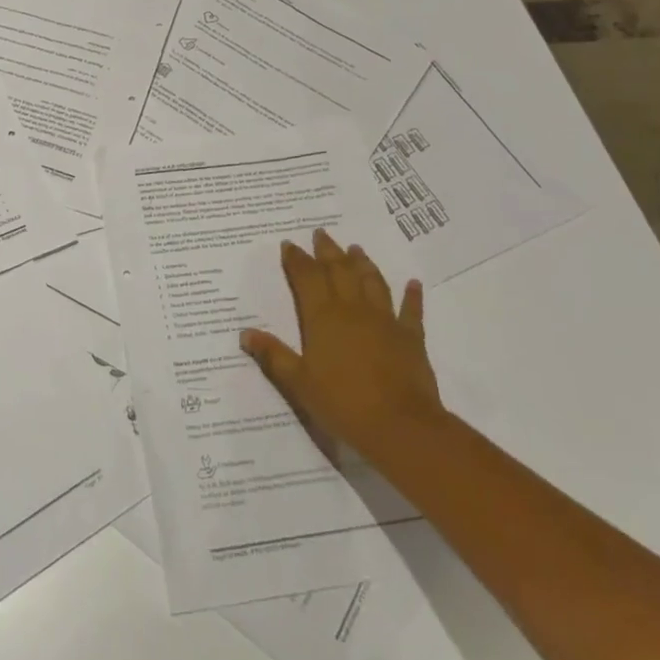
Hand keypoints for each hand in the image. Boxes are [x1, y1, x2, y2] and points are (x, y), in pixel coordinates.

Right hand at [241, 229, 445, 473]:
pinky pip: (411, 310)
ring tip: (356, 248)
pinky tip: (413, 283)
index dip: (297, 260)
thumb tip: (245, 333)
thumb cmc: (342, 403)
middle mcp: (353, 310)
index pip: (306, 278)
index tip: (289, 244)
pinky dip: (412, 295)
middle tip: (321, 234)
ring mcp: (385, 321)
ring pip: (372, 282)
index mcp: (323, 317)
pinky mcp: (411, 338)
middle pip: (339, 271)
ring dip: (362, 263)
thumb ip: (273, 355)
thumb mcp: (298, 383)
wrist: (400, 426)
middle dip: (327, 251)